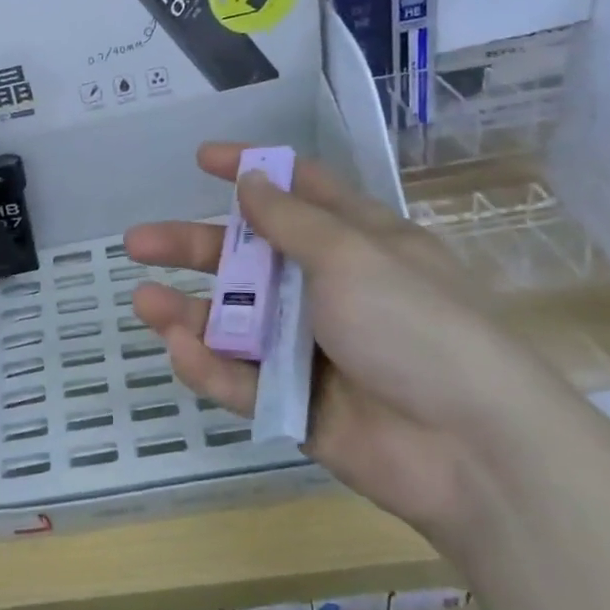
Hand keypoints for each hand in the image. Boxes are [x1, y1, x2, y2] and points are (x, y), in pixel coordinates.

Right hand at [126, 144, 582, 551]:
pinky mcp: (297, 403)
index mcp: (357, 244)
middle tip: (137, 242)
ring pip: (237, 323)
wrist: (472, 449)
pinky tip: (179, 348)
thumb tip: (252, 180)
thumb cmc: (416, 326)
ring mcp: (310, 349)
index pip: (298, 192)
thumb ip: (293, 222)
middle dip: (193, 246)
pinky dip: (211, 366)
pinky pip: (244, 379)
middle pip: (248, 258)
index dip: (251, 172)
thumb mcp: (354, 256)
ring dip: (190, 310)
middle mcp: (329, 290)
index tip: (203, 160)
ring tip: (145, 302)